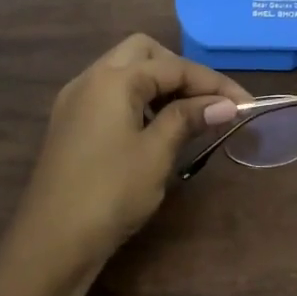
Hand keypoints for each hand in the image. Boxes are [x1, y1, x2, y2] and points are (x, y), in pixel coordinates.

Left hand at [7, 34, 248, 278]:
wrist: (51, 243)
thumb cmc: (110, 193)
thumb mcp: (156, 154)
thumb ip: (188, 119)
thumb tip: (224, 105)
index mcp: (113, 79)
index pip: (173, 66)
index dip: (213, 83)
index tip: (245, 104)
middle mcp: (90, 79)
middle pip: (144, 53)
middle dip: (181, 71)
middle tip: (207, 103)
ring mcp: (76, 101)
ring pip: (125, 71)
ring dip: (159, 85)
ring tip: (188, 116)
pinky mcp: (70, 123)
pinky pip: (111, 94)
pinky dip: (139, 100)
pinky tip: (155, 128)